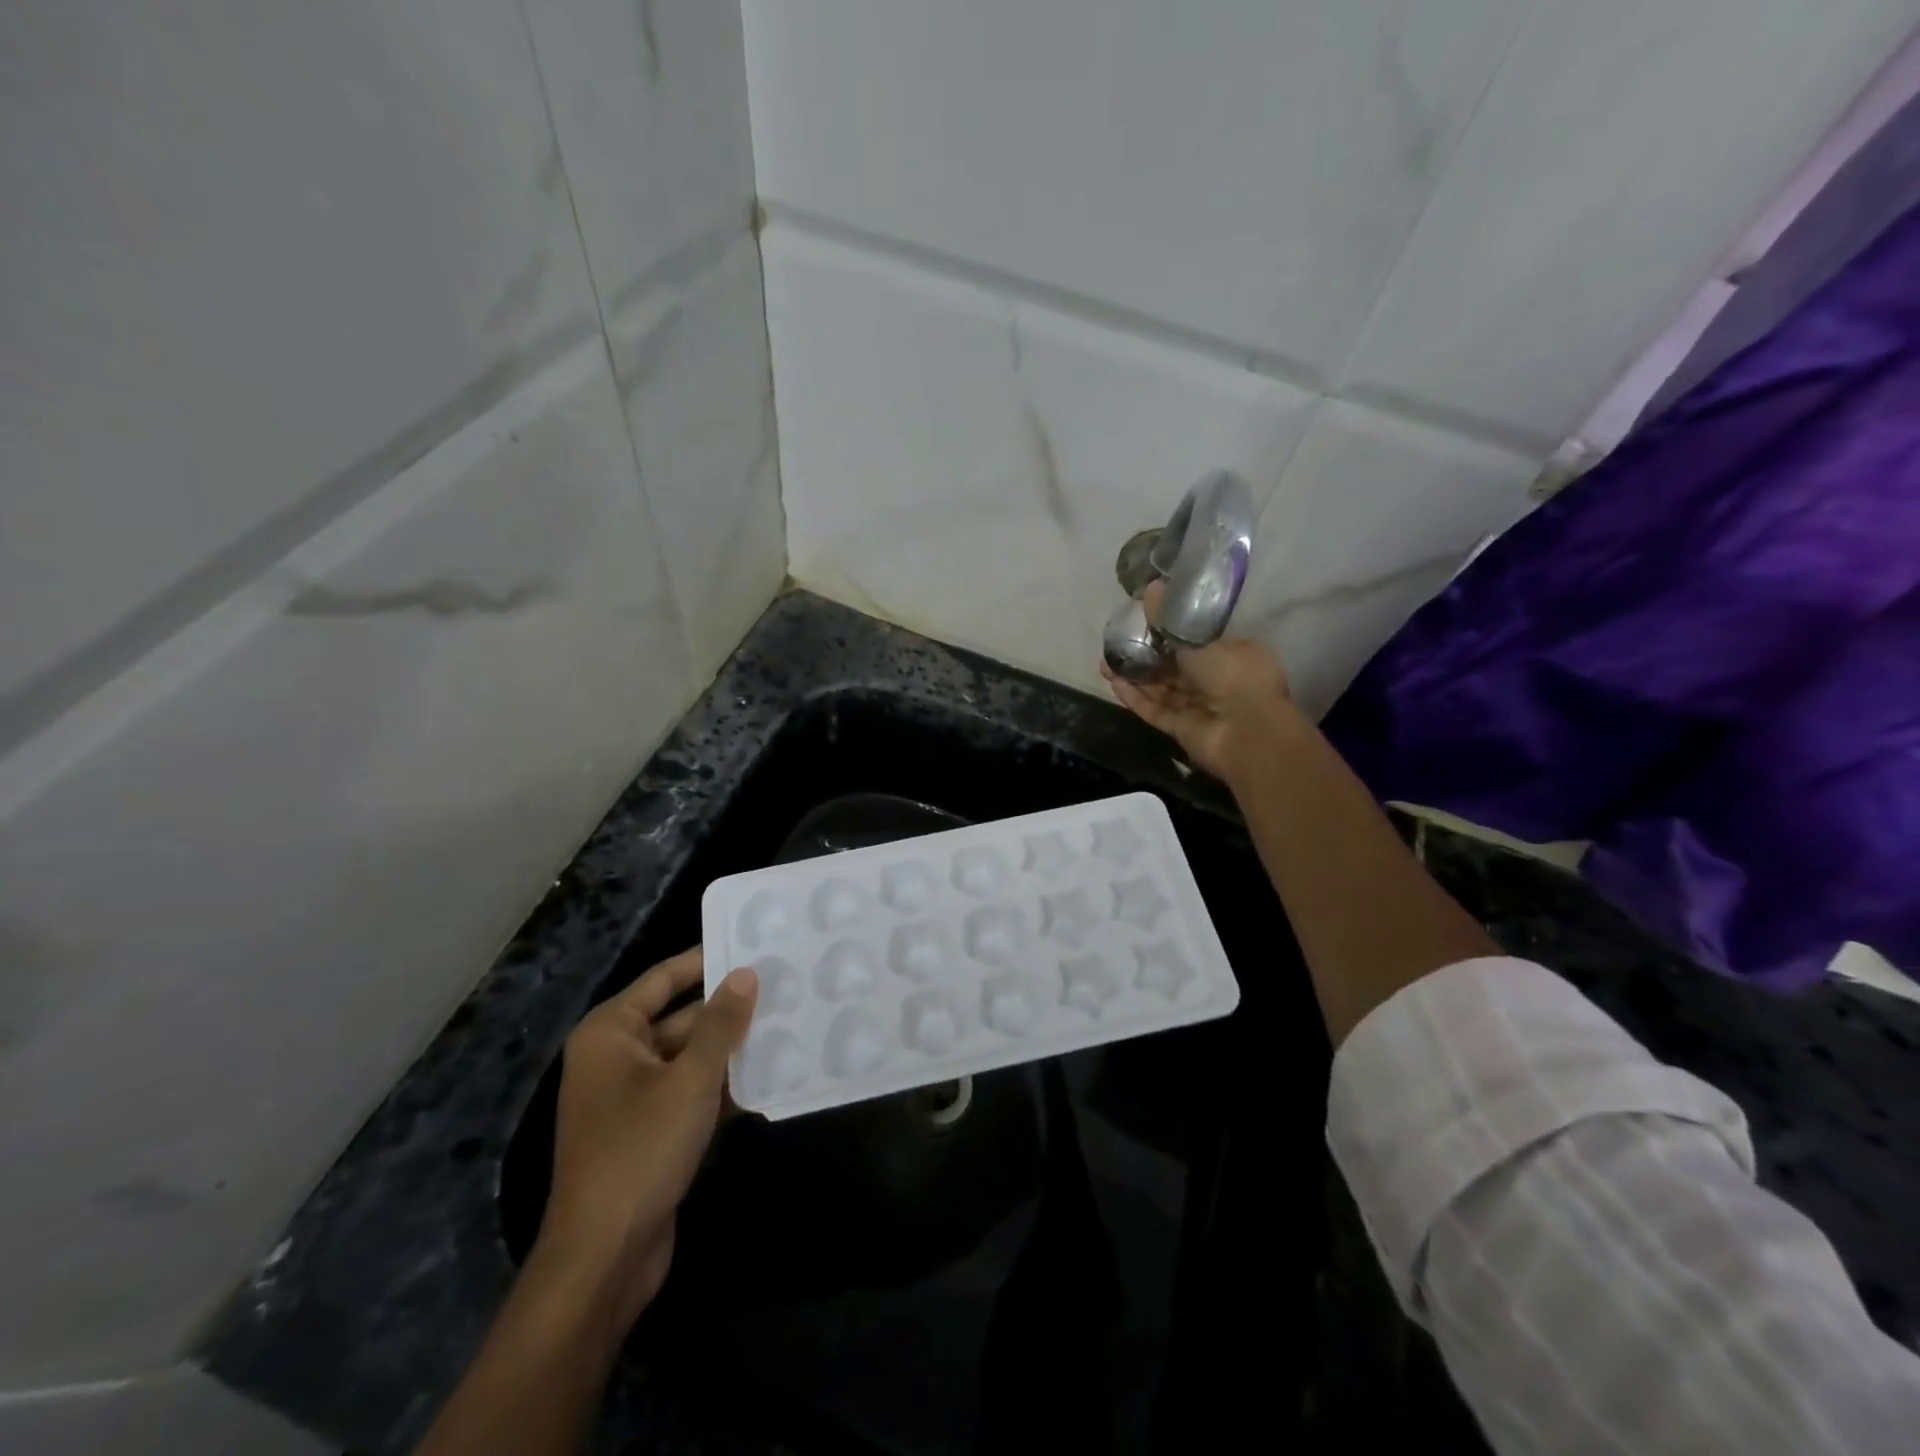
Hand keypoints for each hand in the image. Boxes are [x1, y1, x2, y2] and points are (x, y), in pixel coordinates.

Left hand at [537, 947, 757, 1330]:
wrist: (604, 1258)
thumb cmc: (639, 1151)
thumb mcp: (689, 1080)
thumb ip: (721, 1024)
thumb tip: (746, 973)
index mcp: (611, 1033)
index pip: (664, 978)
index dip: (706, 960)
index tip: (751, 943)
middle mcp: (617, 1057)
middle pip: (681, 1017)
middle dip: (728, 1009)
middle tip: (783, 986)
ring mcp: (633, 1097)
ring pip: (691, 1056)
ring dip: (732, 1048)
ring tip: (788, 1022)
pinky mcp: (651, 1130)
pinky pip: (692, 1091)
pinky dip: (724, 1085)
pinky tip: (772, 1075)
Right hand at [1099, 582, 1299, 780]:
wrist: (1247, 731)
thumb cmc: (1234, 675)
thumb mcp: (1199, 638)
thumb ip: (1170, 619)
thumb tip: (1150, 588)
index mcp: (1234, 655)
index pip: (1198, 641)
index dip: (1171, 634)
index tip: (1145, 624)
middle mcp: (1219, 681)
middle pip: (1176, 667)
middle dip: (1146, 657)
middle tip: (1117, 644)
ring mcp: (1200, 708)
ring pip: (1162, 690)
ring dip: (1135, 677)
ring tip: (1105, 663)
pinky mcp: (1183, 730)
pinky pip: (1156, 711)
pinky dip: (1136, 698)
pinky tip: (1113, 683)